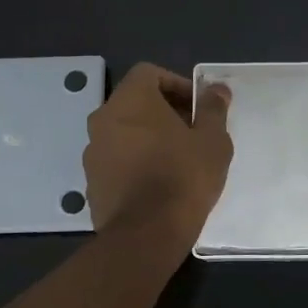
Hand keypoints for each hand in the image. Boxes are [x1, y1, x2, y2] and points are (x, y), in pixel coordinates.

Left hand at [84, 64, 232, 241]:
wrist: (146, 234)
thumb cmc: (183, 177)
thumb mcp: (212, 140)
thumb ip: (213, 108)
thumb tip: (216, 89)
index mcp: (130, 100)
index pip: (149, 73)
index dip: (176, 84)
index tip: (197, 107)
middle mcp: (103, 119)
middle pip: (135, 103)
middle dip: (164, 112)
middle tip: (192, 133)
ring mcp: (92, 151)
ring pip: (124, 132)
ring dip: (148, 138)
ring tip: (177, 160)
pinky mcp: (91, 181)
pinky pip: (116, 160)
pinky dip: (135, 162)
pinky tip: (157, 184)